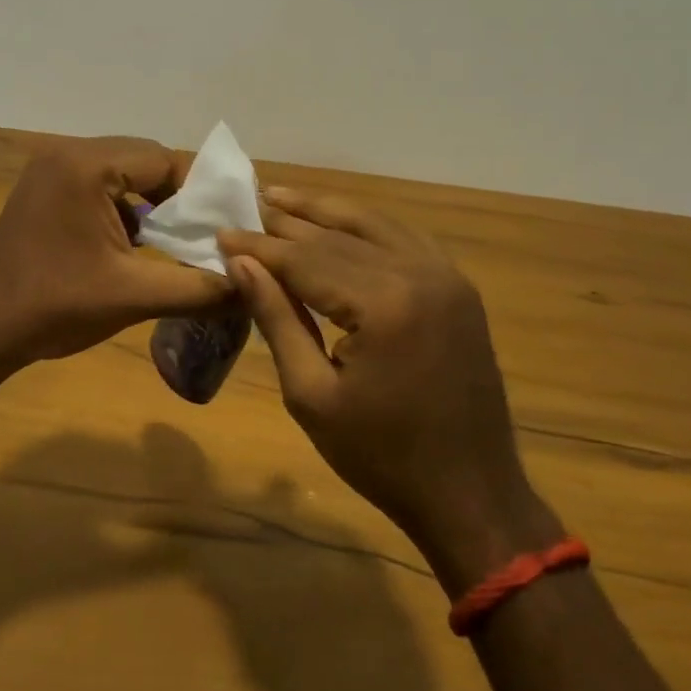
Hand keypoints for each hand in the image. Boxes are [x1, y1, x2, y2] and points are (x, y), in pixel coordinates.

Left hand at [0, 137, 231, 372]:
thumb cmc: (56, 308)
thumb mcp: (135, 296)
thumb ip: (199, 288)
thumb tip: (251, 286)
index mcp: (85, 166)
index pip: (163, 159)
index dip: (198, 191)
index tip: (221, 225)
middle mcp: (65, 154)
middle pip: (142, 160)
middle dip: (175, 196)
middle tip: (201, 233)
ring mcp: (47, 171)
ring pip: (119, 173)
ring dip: (148, 202)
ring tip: (172, 240)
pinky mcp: (40, 190)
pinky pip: (96, 185)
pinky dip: (121, 209)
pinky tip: (132, 245)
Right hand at [218, 188, 557, 585]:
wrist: (470, 494)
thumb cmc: (380, 456)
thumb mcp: (311, 394)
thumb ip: (276, 319)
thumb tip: (240, 263)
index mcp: (384, 305)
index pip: (306, 259)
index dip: (259, 247)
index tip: (220, 234)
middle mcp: (419, 274)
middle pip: (338, 236)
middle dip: (286, 224)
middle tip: (244, 208)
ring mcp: (447, 277)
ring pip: (373, 226)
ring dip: (325, 211)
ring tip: (281, 196)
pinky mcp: (459, 288)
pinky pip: (404, 239)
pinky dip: (367, 226)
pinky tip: (340, 220)